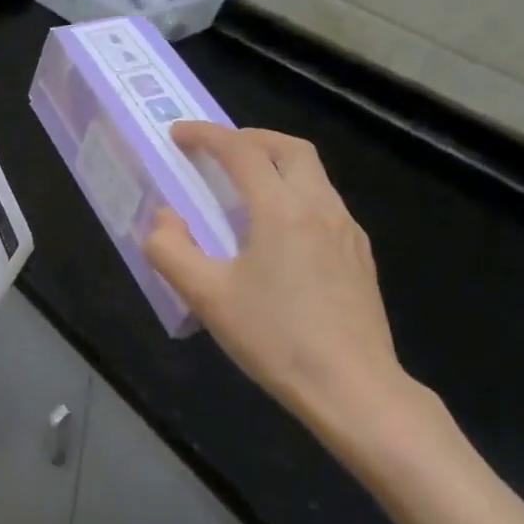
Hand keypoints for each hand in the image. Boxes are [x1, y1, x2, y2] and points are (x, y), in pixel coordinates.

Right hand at [145, 122, 463, 490]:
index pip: (241, 151)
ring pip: (313, 174)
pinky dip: (295, 193)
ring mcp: (347, 231)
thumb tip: (164, 218)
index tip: (178, 135)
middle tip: (218, 151)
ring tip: (243, 189)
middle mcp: (321, 208)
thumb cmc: (275, 340)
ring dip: (276, 164)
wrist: (354, 388)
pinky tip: (278, 232)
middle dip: (250, 138)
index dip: (206, 135)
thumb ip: (171, 250)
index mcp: (282, 211)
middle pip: (290, 148)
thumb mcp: (206, 298)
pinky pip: (325, 203)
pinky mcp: (360, 255)